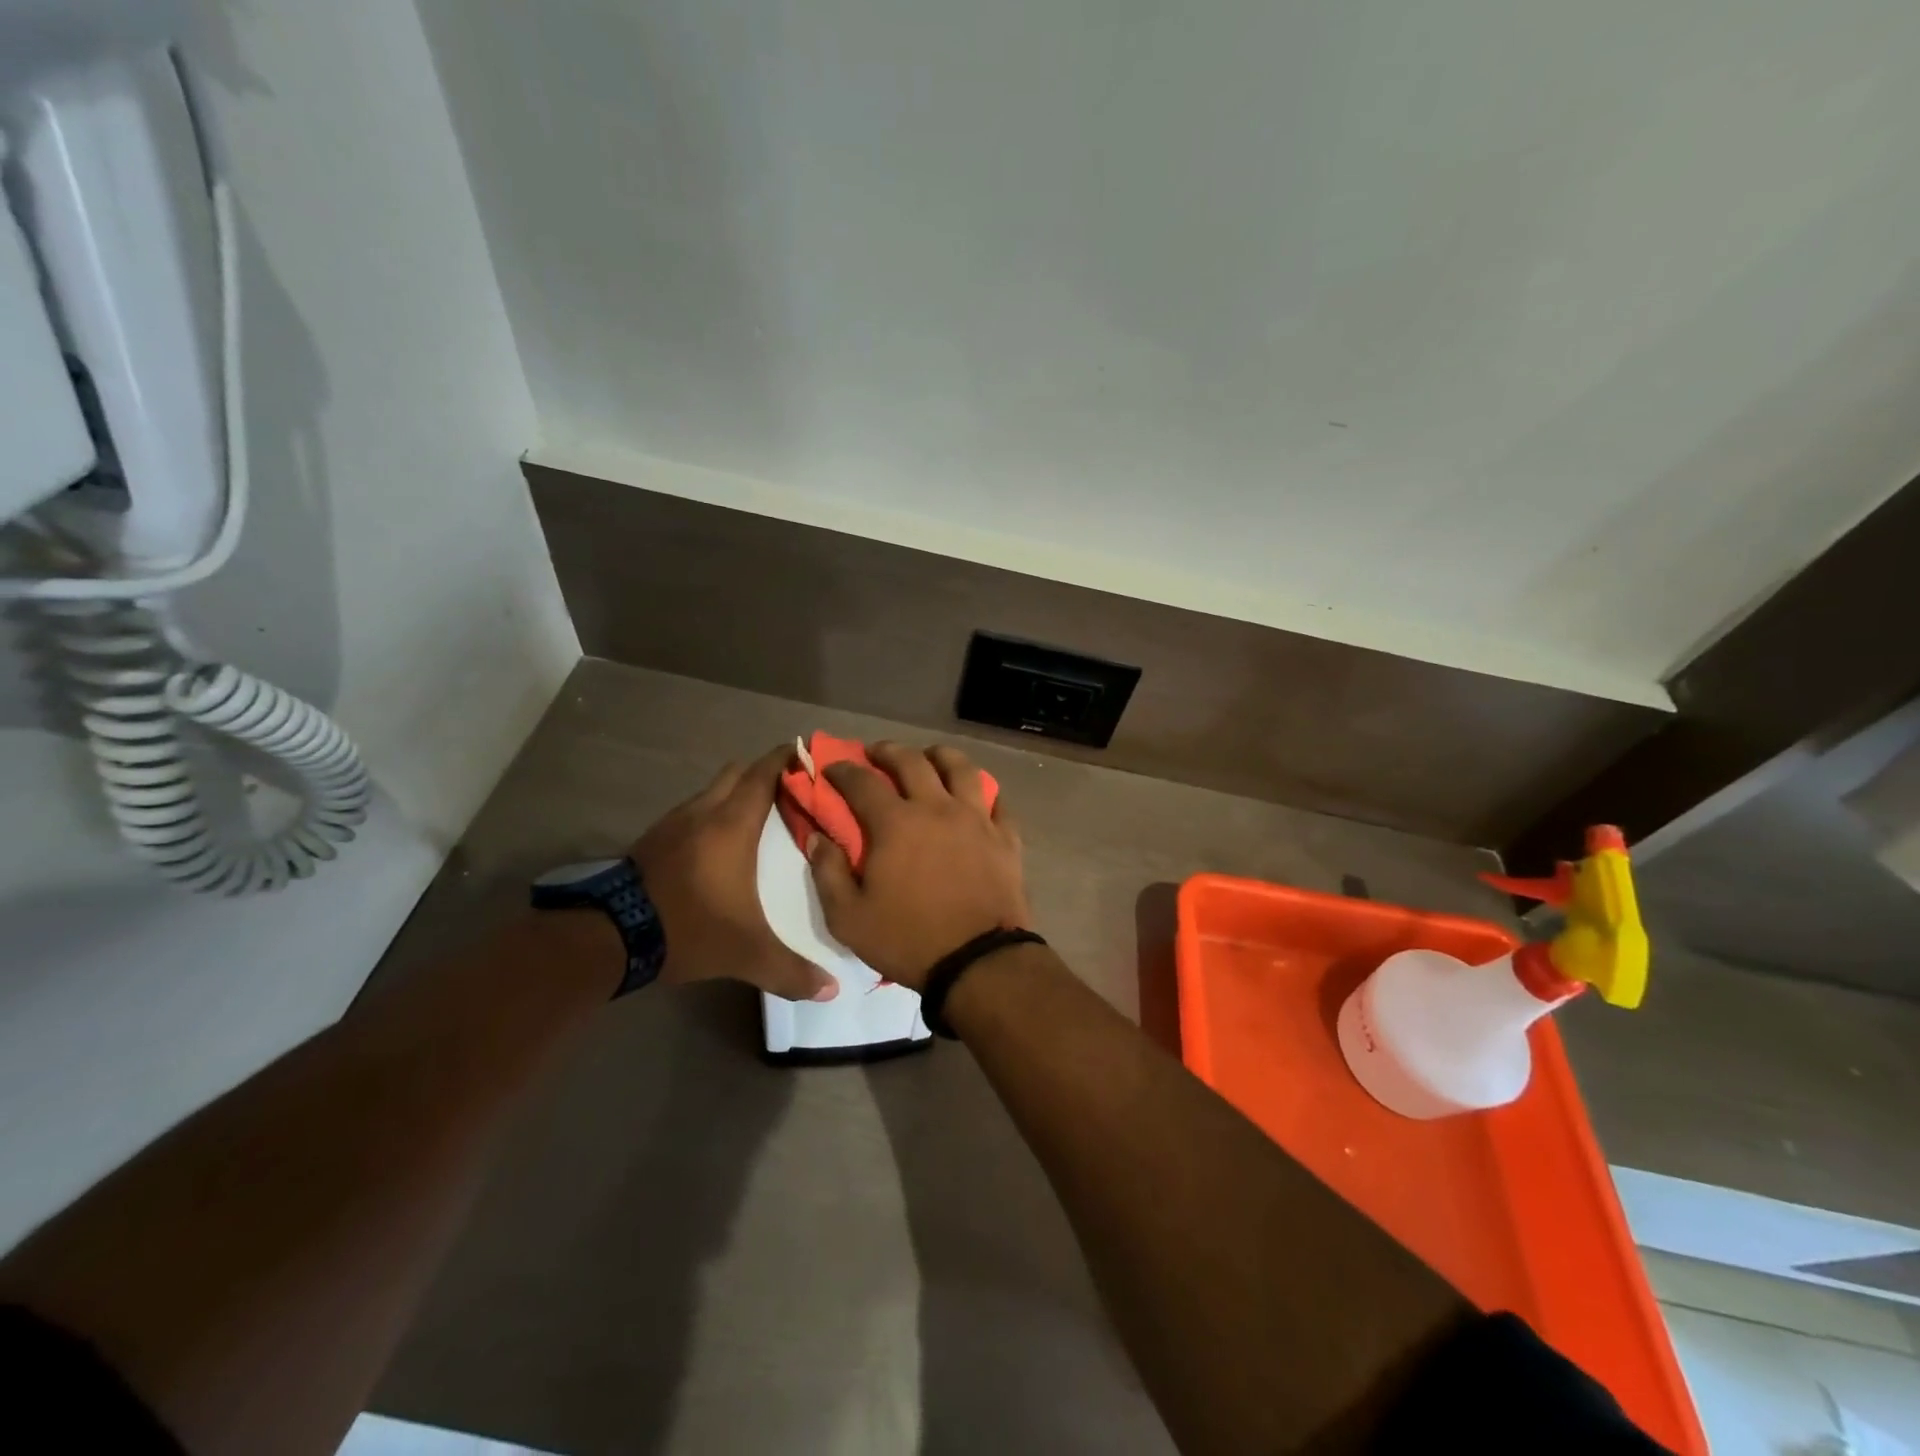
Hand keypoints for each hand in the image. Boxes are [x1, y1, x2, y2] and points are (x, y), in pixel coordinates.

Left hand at [635, 746, 838, 1001]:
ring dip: (735, 793)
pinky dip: (712, 813)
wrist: (608, 937)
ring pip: (712, 790)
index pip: (764, 773)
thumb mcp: (746, 953)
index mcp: (733, 824)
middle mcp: (704, 812)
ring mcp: (674, 823)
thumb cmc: (689, 928)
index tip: (809, 754)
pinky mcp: (653, 839)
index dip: (787, 758)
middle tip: (792, 791)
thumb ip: (791, 970)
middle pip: (738, 773)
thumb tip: (832, 990)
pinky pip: (693, 811)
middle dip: (764, 773)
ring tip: (760, 816)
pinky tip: (720, 843)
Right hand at [807, 742, 1029, 990]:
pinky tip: (976, 795)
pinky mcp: (1005, 836)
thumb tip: (819, 837)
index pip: (862, 782)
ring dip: (940, 755)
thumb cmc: (908, 939)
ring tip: (930, 757)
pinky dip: (984, 791)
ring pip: (961, 768)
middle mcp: (936, 808)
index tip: (833, 767)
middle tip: (876, 753)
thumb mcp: (849, 918)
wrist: (978, 961)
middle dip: (888, 751)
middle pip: (912, 761)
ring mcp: (976, 818)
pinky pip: (997, 800)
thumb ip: (828, 872)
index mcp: (896, 824)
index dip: (842, 770)